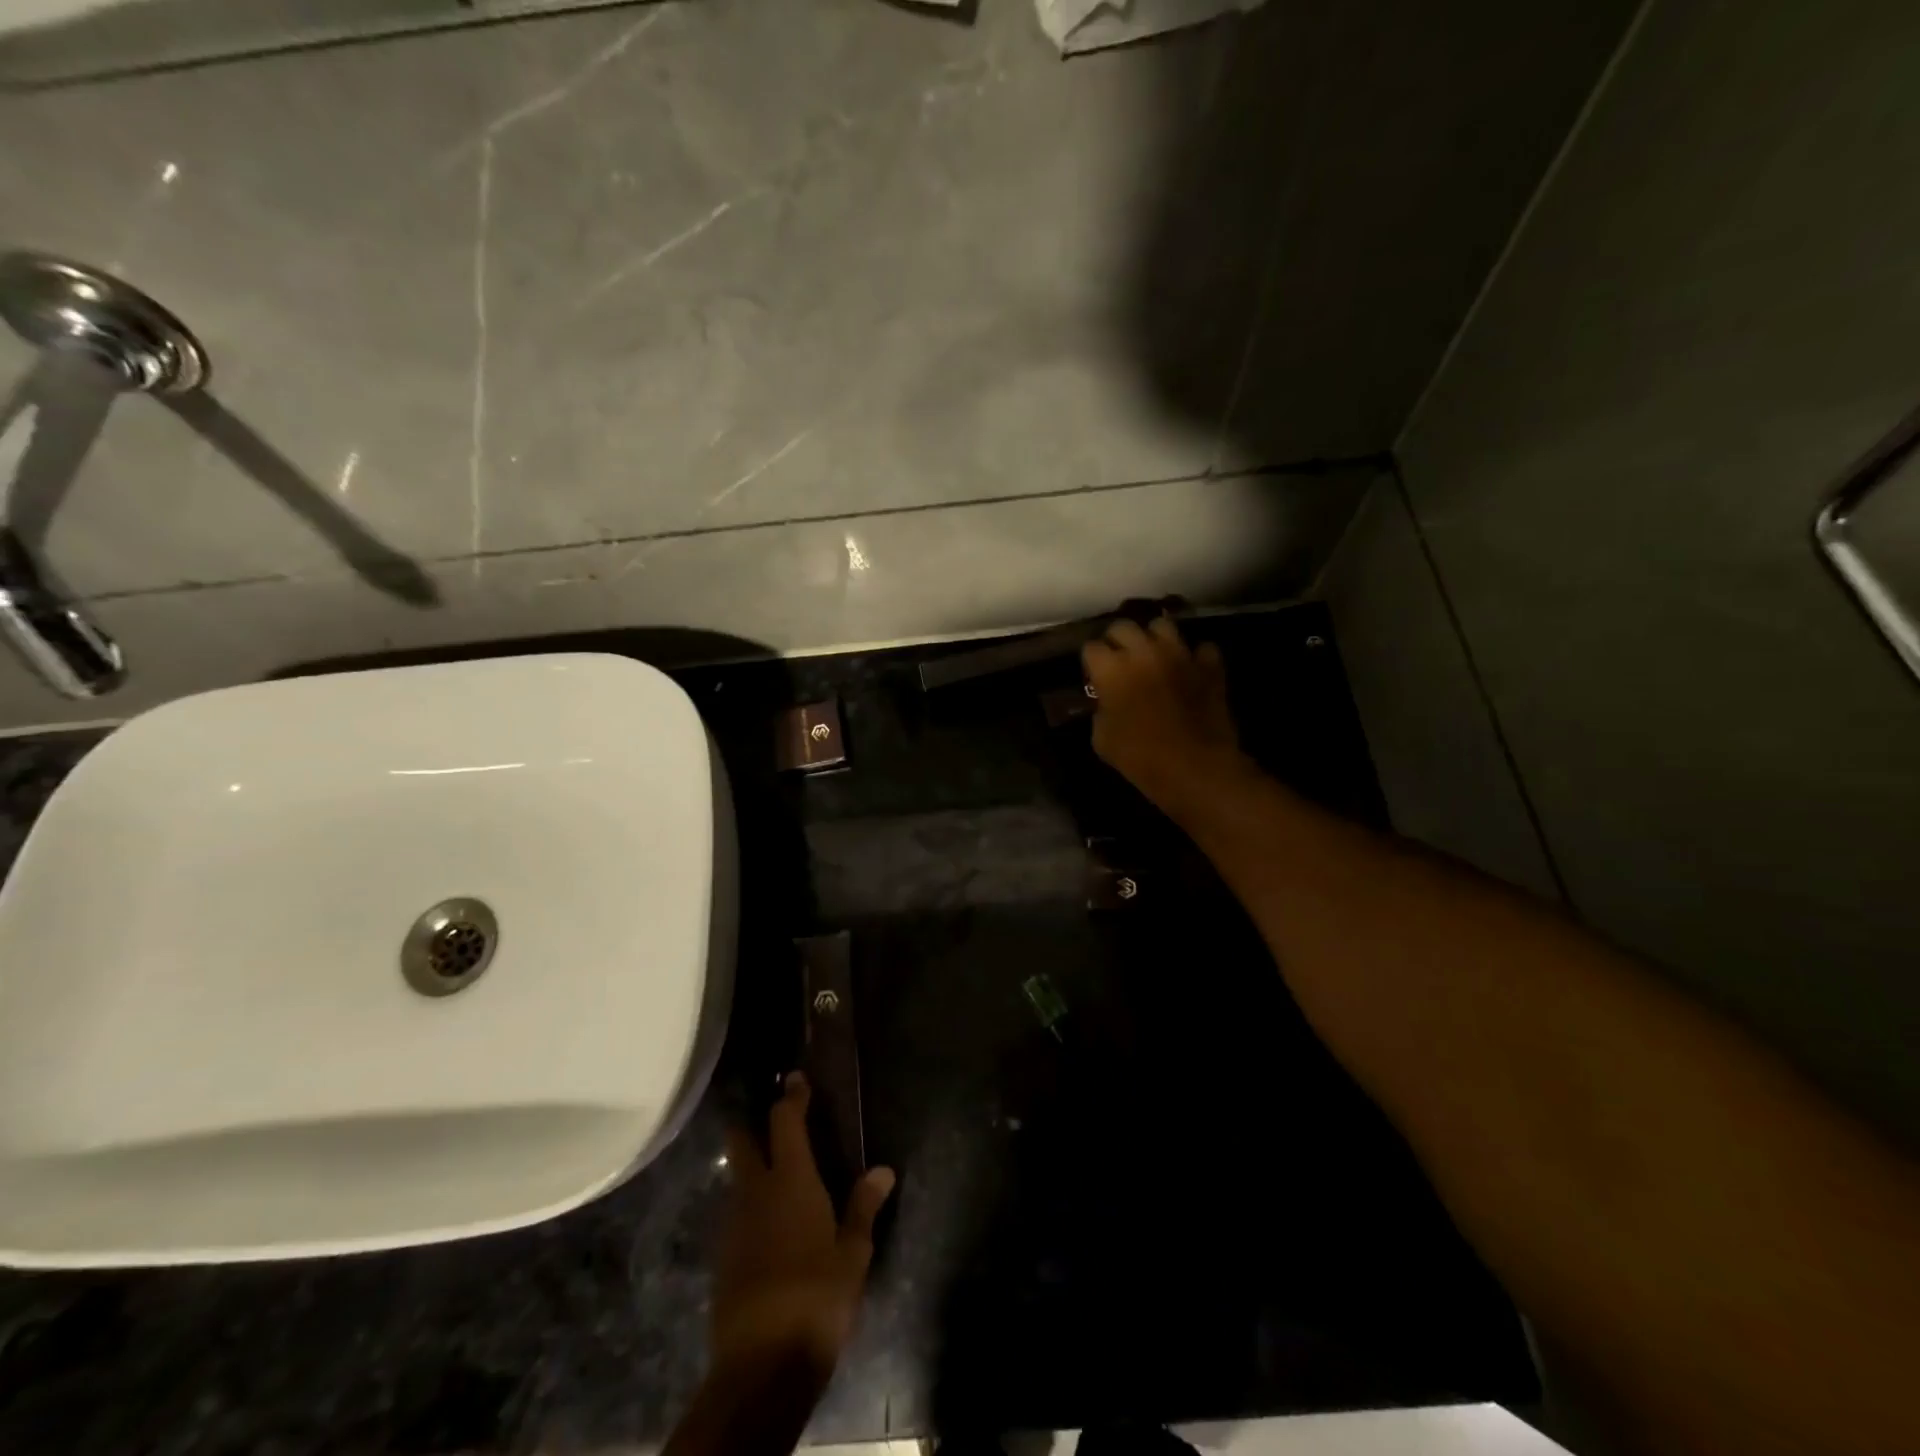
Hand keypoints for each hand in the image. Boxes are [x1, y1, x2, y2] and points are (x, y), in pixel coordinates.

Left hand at [714, 1073, 895, 1381]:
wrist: (761, 1365)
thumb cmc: (817, 1296)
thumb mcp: (852, 1253)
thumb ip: (863, 1207)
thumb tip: (883, 1171)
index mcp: (791, 1181)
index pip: (785, 1123)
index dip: (791, 1097)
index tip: (796, 1078)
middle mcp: (755, 1192)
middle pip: (742, 1143)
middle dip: (751, 1125)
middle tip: (771, 1118)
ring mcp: (733, 1225)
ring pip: (737, 1180)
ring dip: (751, 1168)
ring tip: (776, 1172)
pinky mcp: (723, 1257)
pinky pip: (736, 1215)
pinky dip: (750, 1206)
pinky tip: (768, 1223)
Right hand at [1082, 615, 1248, 816]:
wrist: (1194, 767)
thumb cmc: (1140, 757)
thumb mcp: (1102, 739)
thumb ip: (1100, 711)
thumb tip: (1107, 702)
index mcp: (1111, 669)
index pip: (1091, 648)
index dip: (1091, 662)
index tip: (1095, 676)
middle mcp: (1143, 651)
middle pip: (1123, 626)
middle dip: (1118, 641)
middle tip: (1120, 661)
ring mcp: (1180, 654)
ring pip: (1162, 625)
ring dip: (1154, 639)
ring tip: (1154, 656)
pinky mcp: (1209, 665)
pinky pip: (1201, 648)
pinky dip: (1195, 657)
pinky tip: (1190, 671)